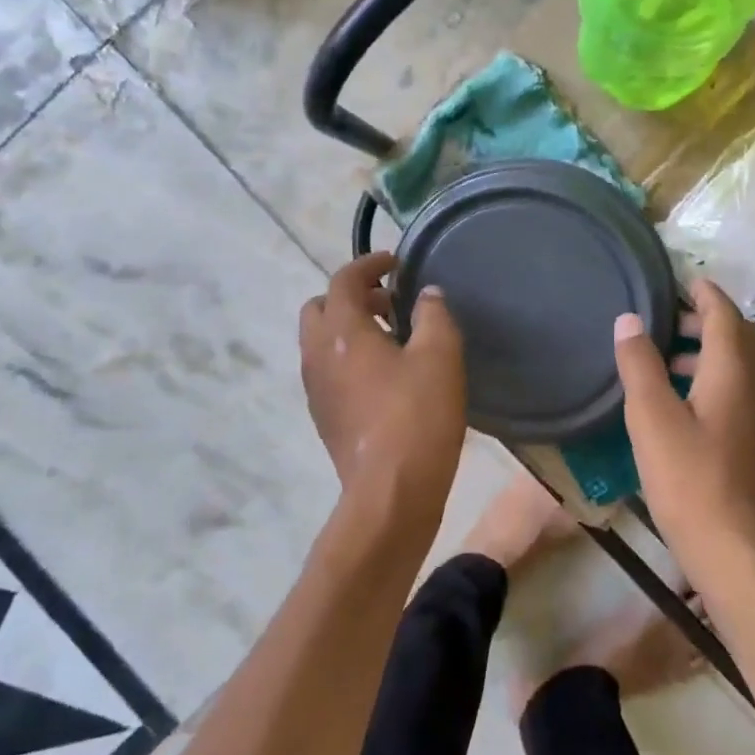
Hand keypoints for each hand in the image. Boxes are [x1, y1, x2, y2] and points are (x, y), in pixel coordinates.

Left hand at [300, 252, 466, 538]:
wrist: (390, 492)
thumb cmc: (417, 415)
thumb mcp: (440, 355)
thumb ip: (434, 314)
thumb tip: (426, 295)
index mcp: (341, 330)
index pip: (344, 280)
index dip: (369, 263)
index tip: (395, 262)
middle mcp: (317, 354)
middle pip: (321, 307)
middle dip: (352, 296)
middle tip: (390, 303)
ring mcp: (314, 388)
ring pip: (321, 341)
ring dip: (349, 328)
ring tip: (392, 338)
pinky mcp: (323, 416)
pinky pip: (327, 370)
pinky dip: (347, 356)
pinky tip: (384, 375)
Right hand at [614, 279, 754, 587]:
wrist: (742, 556)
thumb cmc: (692, 483)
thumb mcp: (652, 420)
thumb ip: (639, 366)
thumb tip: (629, 319)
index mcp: (733, 373)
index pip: (725, 315)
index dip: (706, 294)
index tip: (683, 280)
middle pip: (741, 338)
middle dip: (708, 320)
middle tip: (668, 321)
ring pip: (743, 367)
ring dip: (711, 352)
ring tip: (667, 360)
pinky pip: (742, 392)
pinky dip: (716, 379)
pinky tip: (685, 405)